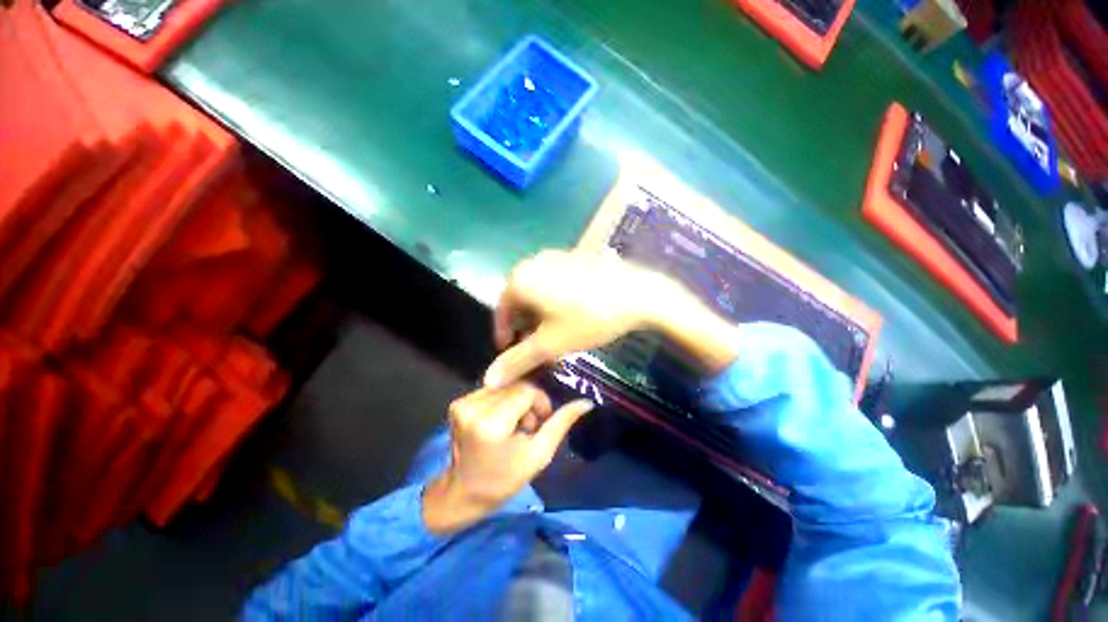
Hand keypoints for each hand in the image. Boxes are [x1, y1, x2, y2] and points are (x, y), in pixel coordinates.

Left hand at [422, 383, 593, 533]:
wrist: (463, 493)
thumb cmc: (504, 480)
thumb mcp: (539, 454)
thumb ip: (561, 423)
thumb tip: (586, 402)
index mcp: (491, 423)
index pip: (527, 390)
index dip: (540, 403)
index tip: (540, 423)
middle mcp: (473, 407)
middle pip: (516, 386)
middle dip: (528, 402)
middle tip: (527, 427)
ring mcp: (462, 403)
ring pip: (505, 385)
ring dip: (515, 401)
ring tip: (514, 425)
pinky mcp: (458, 402)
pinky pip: (493, 389)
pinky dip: (502, 401)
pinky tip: (501, 420)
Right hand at [484, 250, 670, 387]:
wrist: (637, 294)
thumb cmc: (588, 319)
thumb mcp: (550, 344)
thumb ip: (517, 361)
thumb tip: (488, 380)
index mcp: (520, 279)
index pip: (502, 312)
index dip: (505, 335)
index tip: (512, 353)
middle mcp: (533, 263)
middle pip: (520, 301)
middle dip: (526, 328)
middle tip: (538, 349)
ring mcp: (555, 257)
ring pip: (538, 293)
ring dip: (540, 317)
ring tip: (555, 337)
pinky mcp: (574, 258)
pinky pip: (554, 283)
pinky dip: (554, 303)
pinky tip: (570, 317)